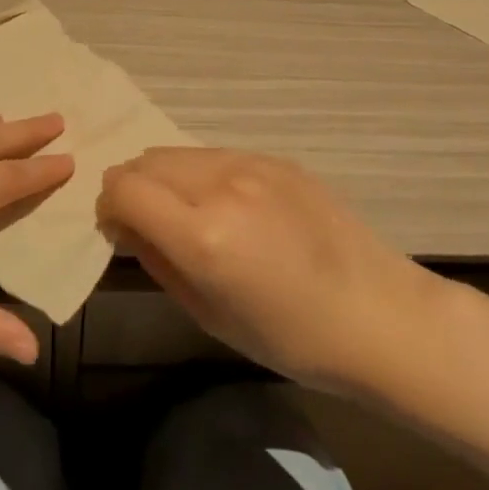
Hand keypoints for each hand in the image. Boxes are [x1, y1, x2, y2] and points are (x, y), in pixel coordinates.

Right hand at [98, 147, 439, 393]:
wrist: (379, 313)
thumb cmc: (291, 337)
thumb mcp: (209, 315)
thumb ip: (158, 261)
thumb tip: (125, 226)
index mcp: (203, 234)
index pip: (123, 188)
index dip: (109, 207)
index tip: (120, 230)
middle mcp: (222, 185)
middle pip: (146, 160)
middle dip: (134, 188)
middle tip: (150, 224)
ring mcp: (252, 164)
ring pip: (179, 152)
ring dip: (167, 178)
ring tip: (191, 214)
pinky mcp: (276, 158)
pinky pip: (217, 155)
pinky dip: (203, 175)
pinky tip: (233, 208)